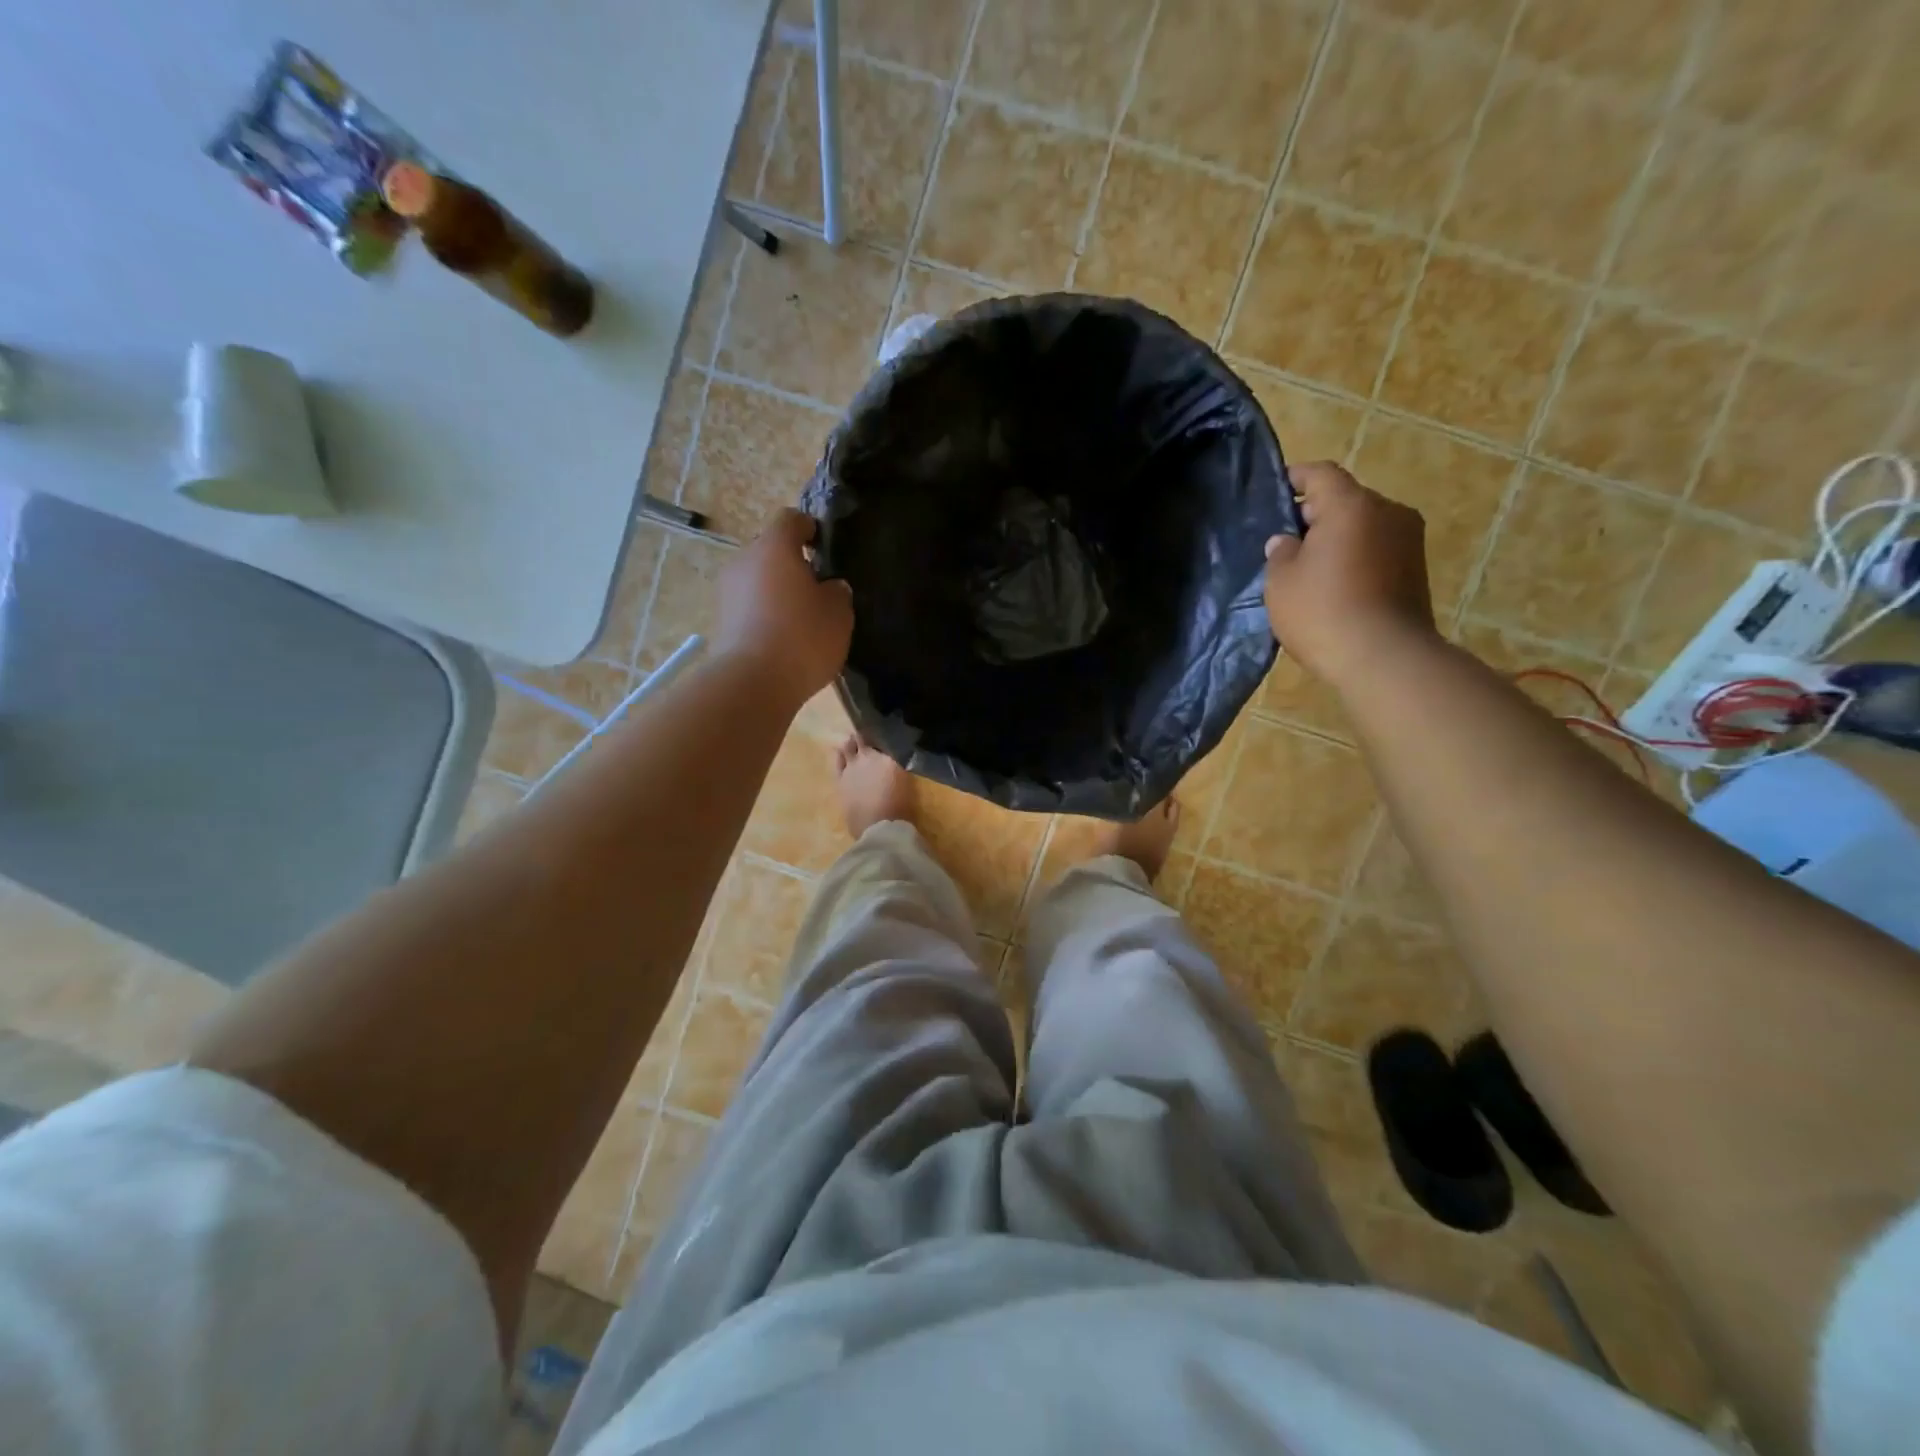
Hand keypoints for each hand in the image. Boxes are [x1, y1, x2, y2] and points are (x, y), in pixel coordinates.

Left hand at [714, 510, 853, 706]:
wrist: (752, 683)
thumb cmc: (802, 637)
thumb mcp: (839, 614)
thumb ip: (837, 592)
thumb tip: (829, 587)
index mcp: (774, 547)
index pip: (791, 519)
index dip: (809, 527)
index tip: (824, 544)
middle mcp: (744, 560)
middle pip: (770, 551)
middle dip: (792, 564)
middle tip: (818, 588)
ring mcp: (727, 591)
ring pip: (758, 580)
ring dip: (777, 592)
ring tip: (801, 618)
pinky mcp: (720, 621)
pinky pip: (749, 607)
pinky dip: (765, 615)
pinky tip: (784, 638)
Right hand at [1263, 462, 1439, 687]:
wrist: (1384, 658)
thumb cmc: (1323, 611)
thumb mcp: (1281, 582)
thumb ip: (1280, 553)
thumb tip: (1287, 542)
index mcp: (1351, 505)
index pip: (1320, 474)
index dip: (1295, 478)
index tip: (1274, 490)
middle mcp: (1387, 511)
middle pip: (1345, 499)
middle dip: (1314, 514)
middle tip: (1284, 540)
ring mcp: (1408, 540)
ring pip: (1363, 526)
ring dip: (1337, 538)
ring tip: (1308, 567)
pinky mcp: (1416, 569)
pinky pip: (1377, 550)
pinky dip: (1355, 558)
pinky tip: (1334, 585)